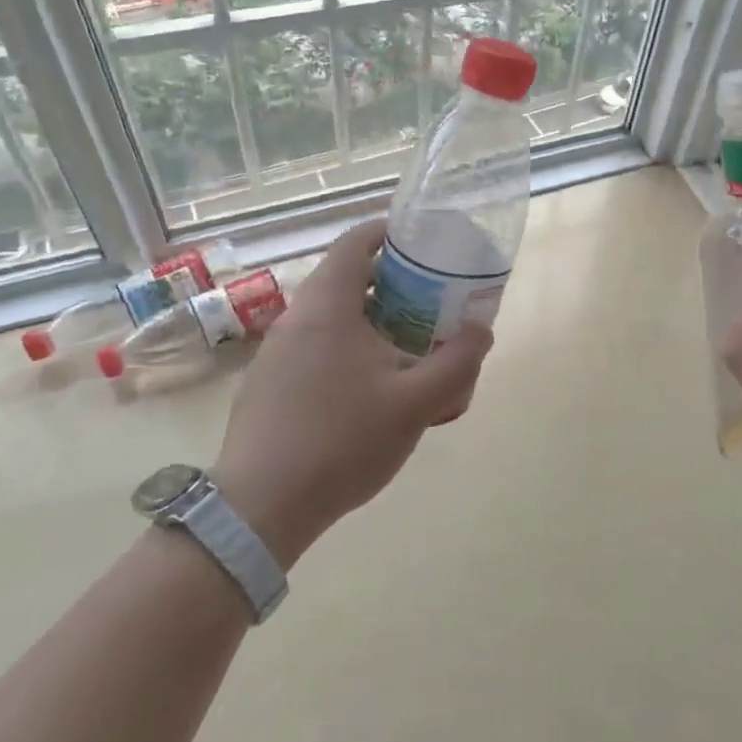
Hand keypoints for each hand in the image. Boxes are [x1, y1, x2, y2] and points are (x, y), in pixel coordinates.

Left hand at [214, 220, 492, 569]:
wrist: (260, 509)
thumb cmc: (340, 442)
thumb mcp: (416, 404)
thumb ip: (457, 362)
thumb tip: (481, 330)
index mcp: (328, 307)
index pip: (356, 242)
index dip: (391, 232)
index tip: (425, 243)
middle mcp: (296, 318)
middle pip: (348, 279)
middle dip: (395, 285)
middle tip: (433, 303)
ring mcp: (276, 353)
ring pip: (334, 318)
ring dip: (374, 323)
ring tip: (410, 352)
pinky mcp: (269, 384)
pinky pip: (317, 348)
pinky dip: (350, 351)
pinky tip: (373, 392)